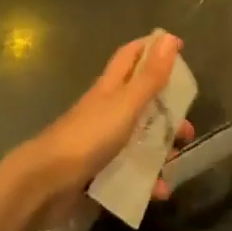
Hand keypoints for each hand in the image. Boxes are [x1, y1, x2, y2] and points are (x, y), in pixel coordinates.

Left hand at [11, 32, 194, 229]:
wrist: (44, 184)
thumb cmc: (88, 136)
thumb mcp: (125, 105)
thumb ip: (150, 76)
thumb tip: (170, 38)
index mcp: (110, 88)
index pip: (131, 56)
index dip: (152, 48)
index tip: (179, 48)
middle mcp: (106, 111)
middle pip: (141, 101)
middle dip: (166, 109)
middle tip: (187, 123)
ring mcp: (101, 143)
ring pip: (138, 138)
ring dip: (160, 148)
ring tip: (177, 159)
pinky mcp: (98, 173)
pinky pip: (129, 172)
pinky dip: (146, 180)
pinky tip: (160, 192)